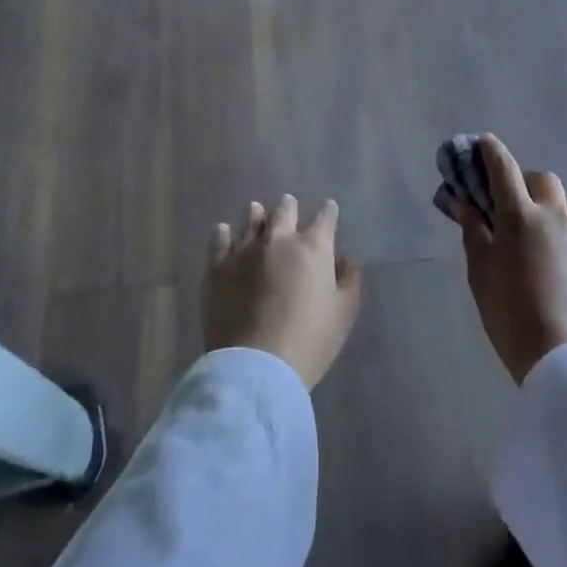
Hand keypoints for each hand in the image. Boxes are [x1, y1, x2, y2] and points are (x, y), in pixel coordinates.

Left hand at [201, 195, 362, 389]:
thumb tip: (347, 260)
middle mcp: (278, 240)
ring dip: (257, 215)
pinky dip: (223, 233)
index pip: (325, 219)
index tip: (329, 209)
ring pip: (251, 221)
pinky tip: (223, 230)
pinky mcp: (217, 267)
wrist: (257, 363)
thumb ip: (349, 281)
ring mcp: (244, 250)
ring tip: (256, 210)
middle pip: (284, 213)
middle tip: (289, 203)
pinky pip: (219, 241)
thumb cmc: (310, 340)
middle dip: (289, 207)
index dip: (329, 212)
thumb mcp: (343, 314)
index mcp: (313, 248)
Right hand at [453, 136, 566, 383]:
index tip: (481, 143)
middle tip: (506, 202)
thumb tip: (466, 204)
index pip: (503, 168)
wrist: (566, 357)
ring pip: (566, 200)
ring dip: (548, 200)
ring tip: (535, 225)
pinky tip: (555, 253)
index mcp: (520, 215)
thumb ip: (474, 232)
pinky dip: (564, 225)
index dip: (490, 151)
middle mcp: (555, 215)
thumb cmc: (510, 314)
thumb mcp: (480, 273)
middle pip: (541, 178)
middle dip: (522, 180)